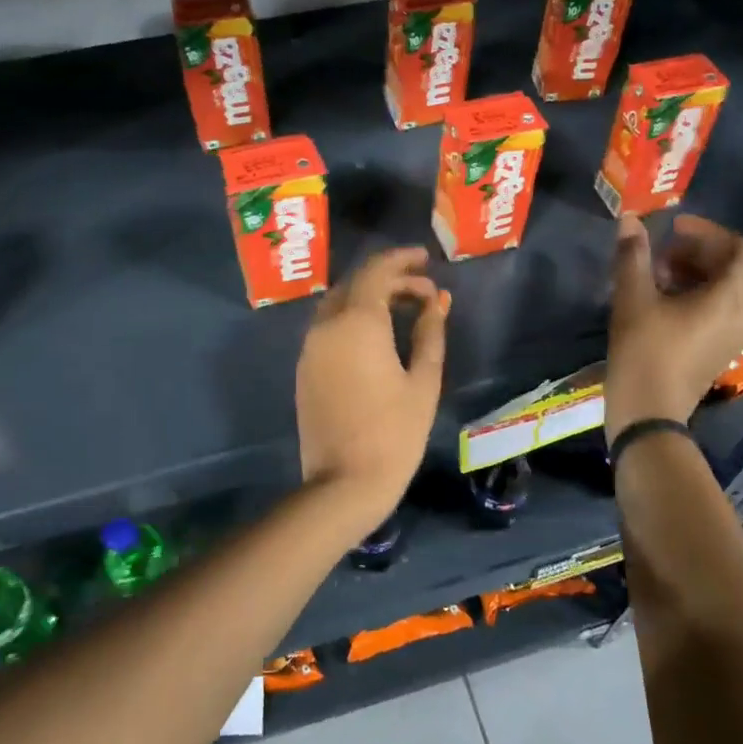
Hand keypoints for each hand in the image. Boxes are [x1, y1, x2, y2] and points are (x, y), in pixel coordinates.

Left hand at [296, 247, 447, 527]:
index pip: (376, 271)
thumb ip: (430, 333)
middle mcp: (326, 326)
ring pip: (338, 304)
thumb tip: (437, 301)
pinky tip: (377, 335)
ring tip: (404, 309)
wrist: (343, 484)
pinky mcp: (305, 369)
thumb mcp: (423, 381)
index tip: (426, 259)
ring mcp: (310, 348)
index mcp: (357, 323)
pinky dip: (353, 318)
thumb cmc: (394, 433)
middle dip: (389, 278)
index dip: (402, 259)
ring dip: (369, 297)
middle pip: (355, 284)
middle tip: (422, 289)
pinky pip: (328, 327)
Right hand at [606, 213, 742, 443]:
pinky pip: (719, 311)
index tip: (672, 228)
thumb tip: (630, 219)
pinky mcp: (721, 351)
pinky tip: (662, 303)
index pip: (735, 248)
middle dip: (696, 252)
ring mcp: (735, 336)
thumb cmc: (643, 350)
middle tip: (659, 254)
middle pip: (730, 268)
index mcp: (729, 297)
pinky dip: (697, 296)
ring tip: (656, 276)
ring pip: (724, 290)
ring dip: (694, 274)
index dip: (705, 231)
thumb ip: (633, 255)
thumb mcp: (634, 297)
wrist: (648, 411)